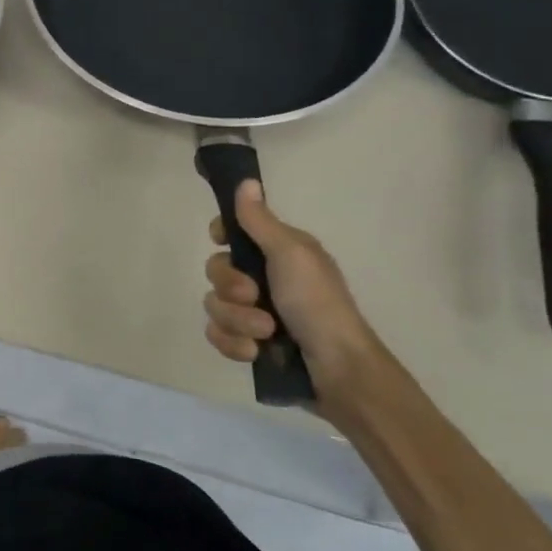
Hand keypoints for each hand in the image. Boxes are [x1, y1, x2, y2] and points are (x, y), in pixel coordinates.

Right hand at [204, 179, 389, 420]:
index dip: (223, 234)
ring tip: (265, 333)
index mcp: (278, 252)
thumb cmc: (317, 304)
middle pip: (216, 269)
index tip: (222, 240)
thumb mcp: (290, 254)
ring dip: (237, 320)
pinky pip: (217, 335)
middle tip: (254, 296)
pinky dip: (234, 344)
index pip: (234, 231)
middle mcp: (264, 278)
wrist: (337, 369)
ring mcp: (253, 312)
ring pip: (214, 305)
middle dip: (231, 287)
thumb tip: (246, 181)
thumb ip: (260, 221)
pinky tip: (255, 352)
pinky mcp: (247, 343)